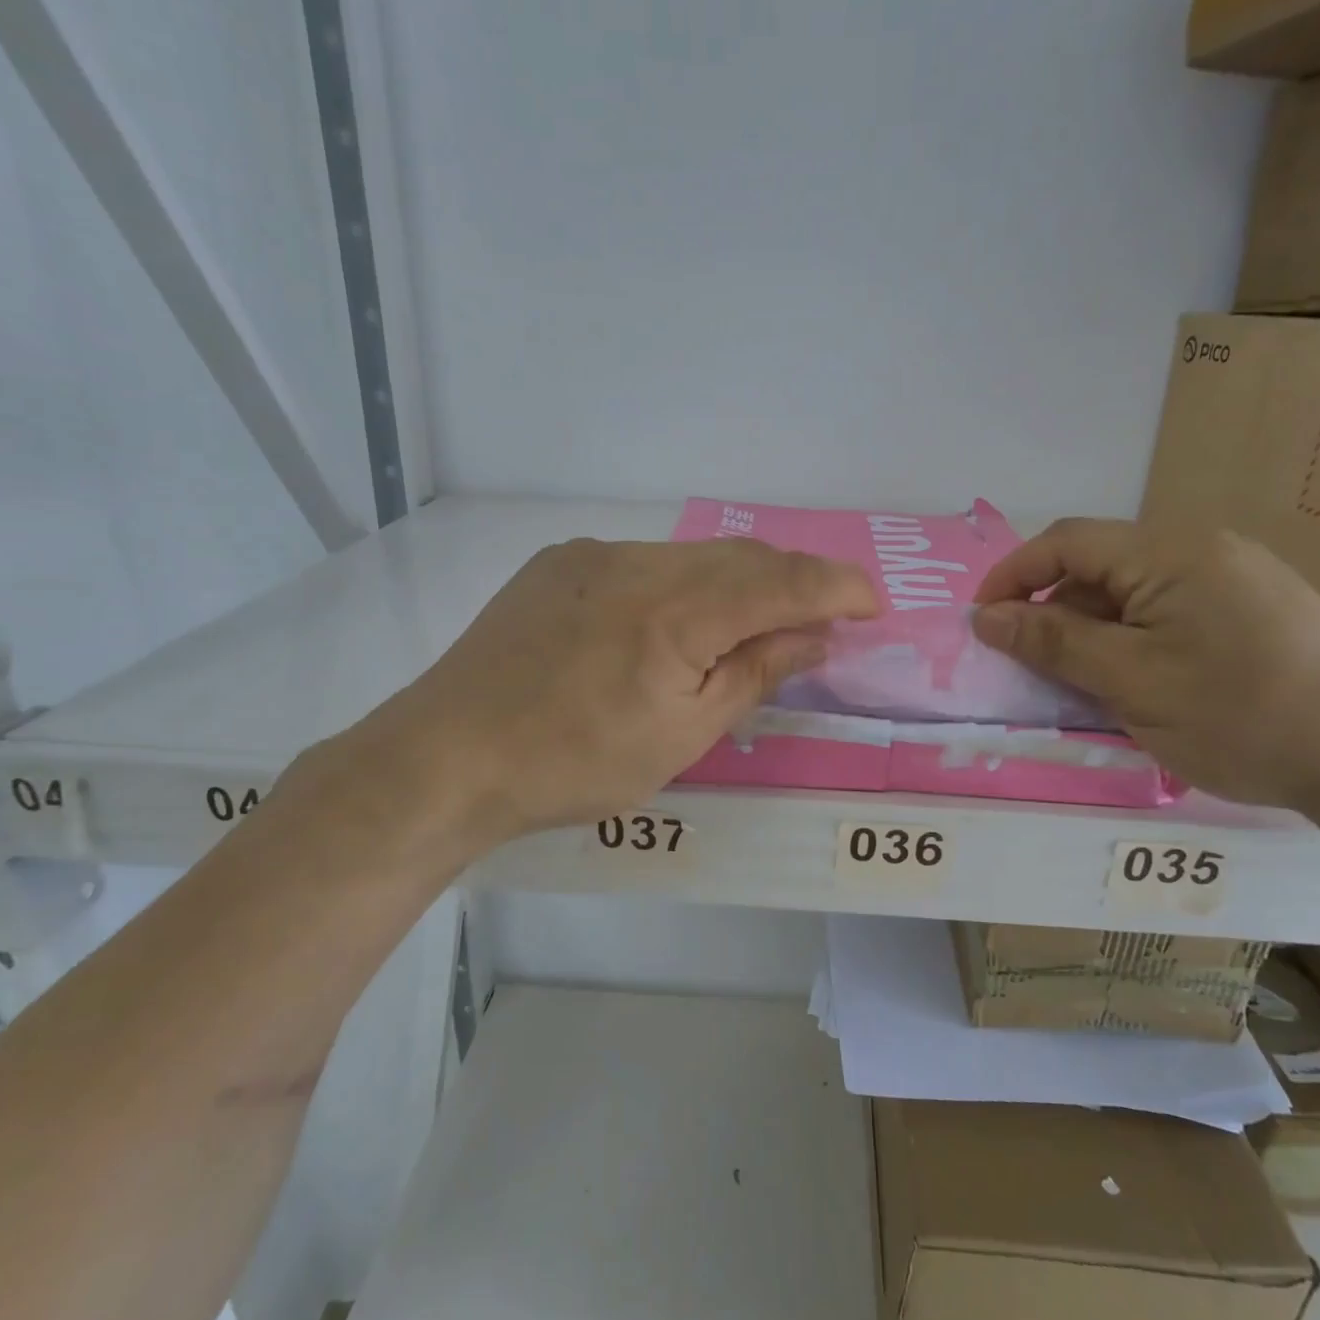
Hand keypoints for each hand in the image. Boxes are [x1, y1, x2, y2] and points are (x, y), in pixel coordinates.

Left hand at [334, 537, 878, 846]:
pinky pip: (647, 561)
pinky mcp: (561, 562)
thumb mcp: (682, 736)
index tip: (872, 602)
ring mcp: (594, 555)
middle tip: (821, 617)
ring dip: (737, 582)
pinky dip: (684, 583)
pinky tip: (675, 623)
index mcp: (675, 612)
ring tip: (752, 623)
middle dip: (794, 580)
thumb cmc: (573, 764)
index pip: (780, 581)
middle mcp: (639, 563)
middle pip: (742, 556)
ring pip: (693, 555)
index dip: (836, 586)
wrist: (447, 756)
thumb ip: (754, 673)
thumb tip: (813, 636)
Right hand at [972, 519, 1319, 810]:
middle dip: (1053, 609)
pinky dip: (1133, 638)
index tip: (982, 623)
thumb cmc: (1242, 716)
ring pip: (1133, 592)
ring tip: (1084, 683)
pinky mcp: (1256, 609)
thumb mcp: (1131, 682)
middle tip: (1032, 665)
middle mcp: (1203, 549)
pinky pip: (1169, 610)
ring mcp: (1236, 578)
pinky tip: (1138, 682)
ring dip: (1093, 629)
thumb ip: (1053, 642)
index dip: (1013, 575)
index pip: (1066, 542)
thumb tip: (986, 617)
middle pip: (1099, 565)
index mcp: (1171, 553)